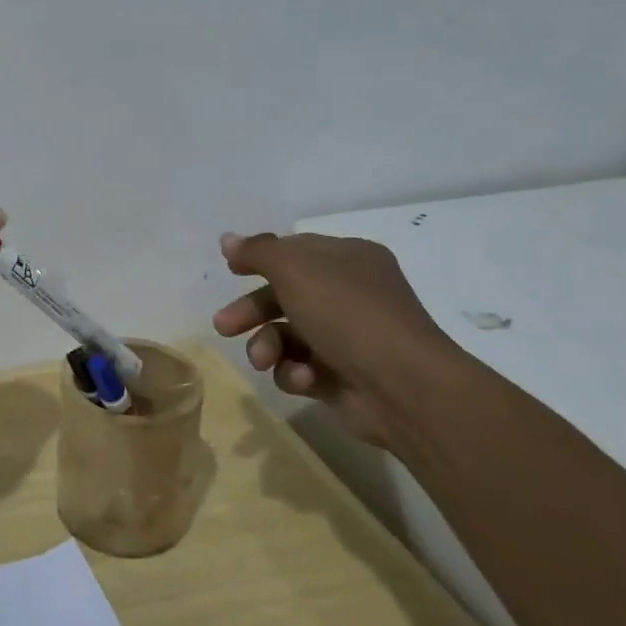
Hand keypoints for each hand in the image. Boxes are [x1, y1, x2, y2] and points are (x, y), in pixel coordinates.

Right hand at [212, 230, 461, 444]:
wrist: (401, 386)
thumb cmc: (347, 314)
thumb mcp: (295, 270)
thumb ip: (257, 252)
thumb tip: (228, 239)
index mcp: (348, 260)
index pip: (296, 252)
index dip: (261, 260)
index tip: (230, 271)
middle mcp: (349, 295)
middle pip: (284, 296)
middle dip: (251, 311)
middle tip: (224, 326)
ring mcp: (346, 338)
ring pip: (286, 336)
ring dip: (267, 346)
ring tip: (263, 360)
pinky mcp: (340, 376)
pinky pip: (300, 368)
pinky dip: (294, 372)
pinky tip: (303, 378)